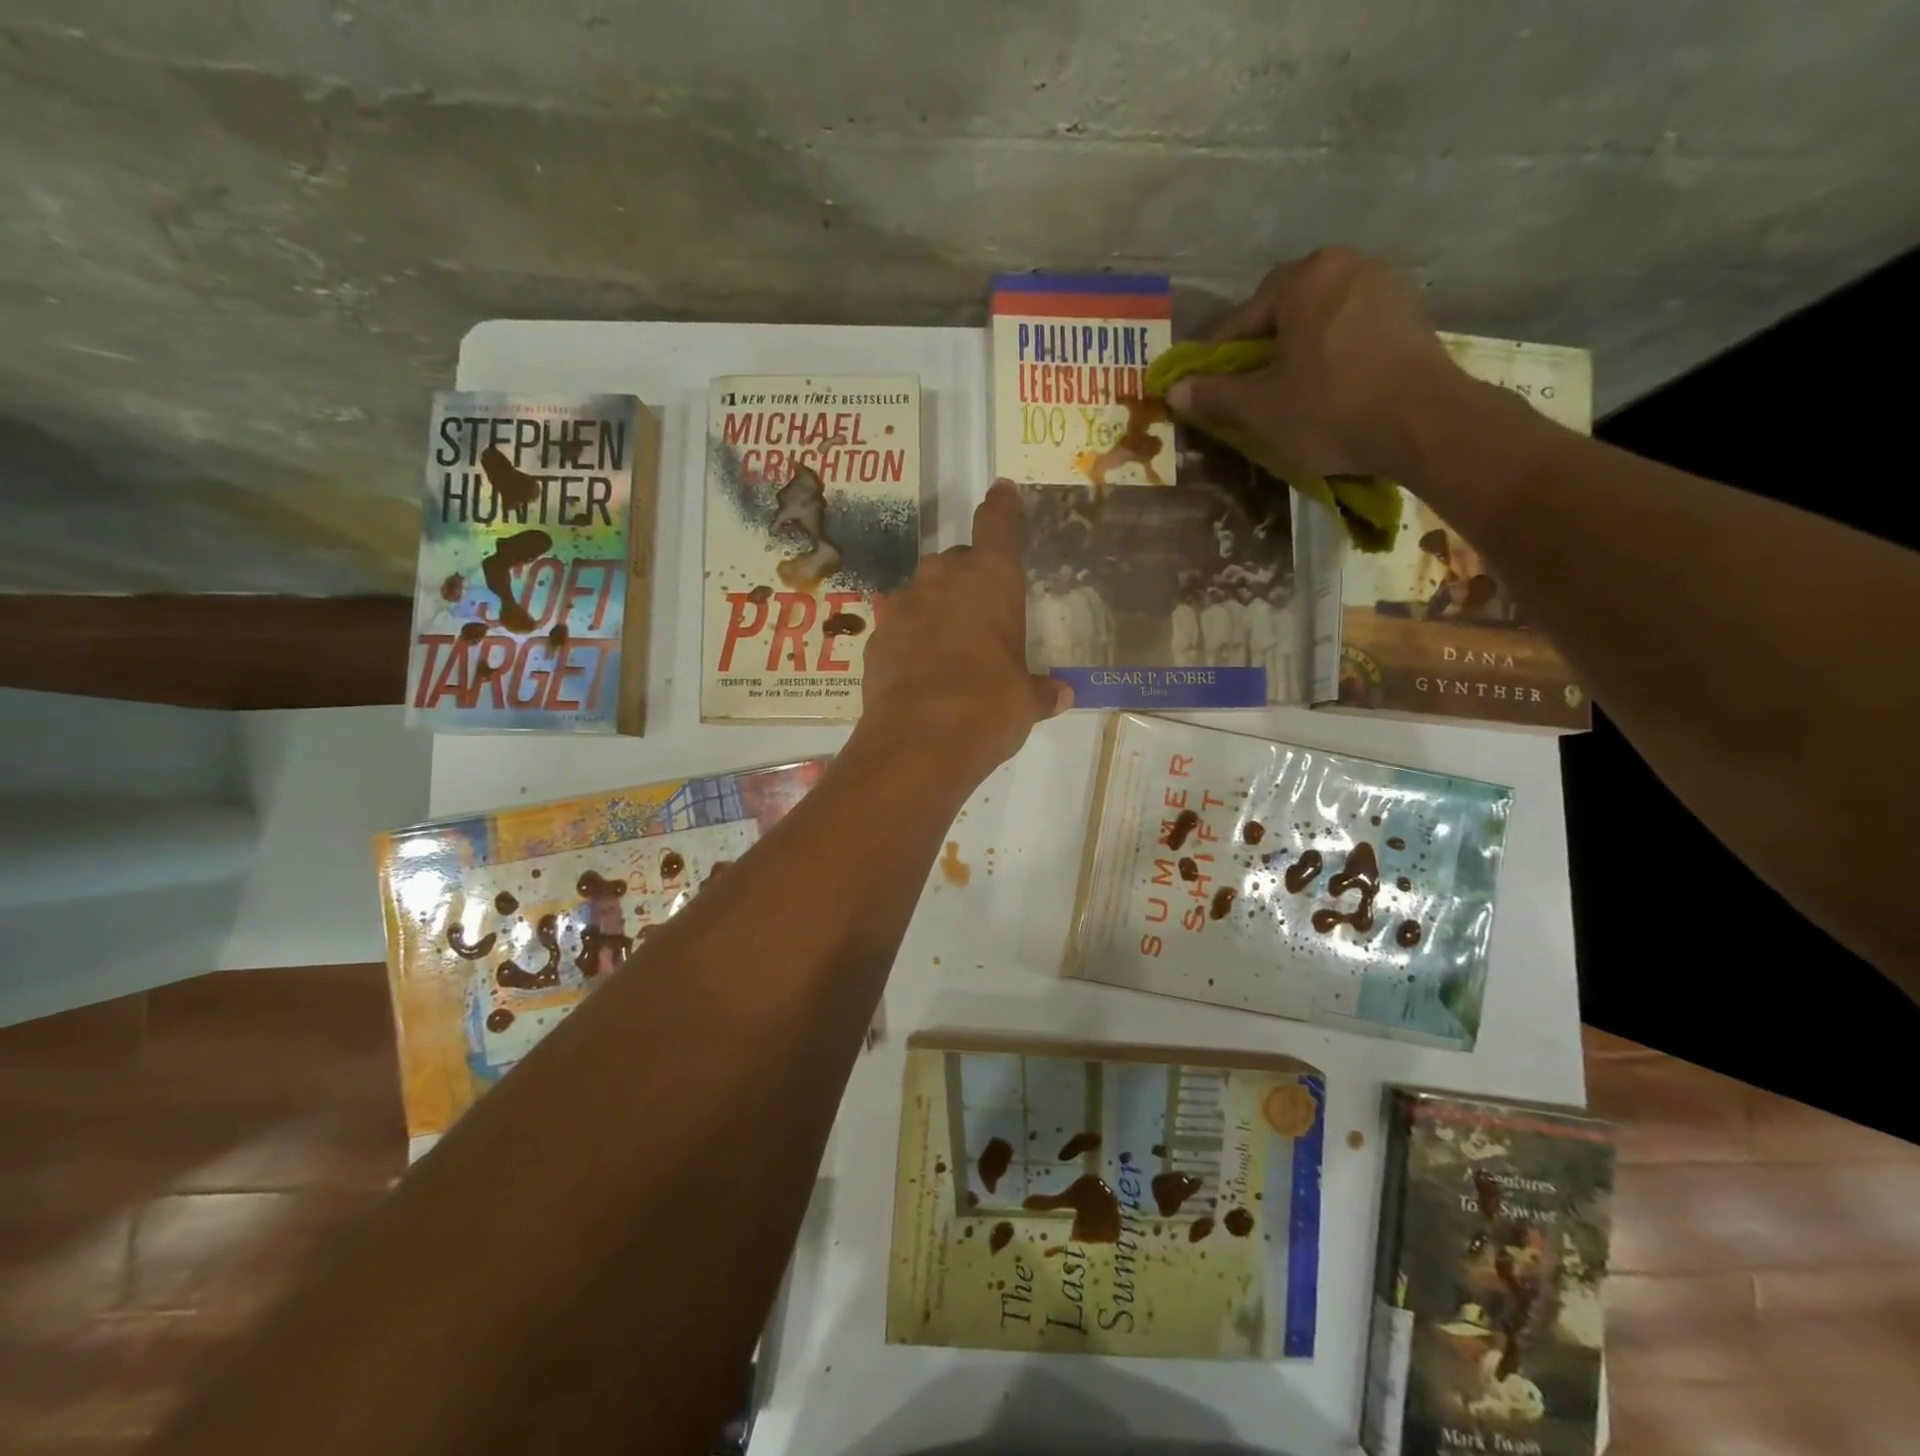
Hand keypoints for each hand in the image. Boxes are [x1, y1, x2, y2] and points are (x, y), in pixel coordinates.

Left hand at [855, 481, 1070, 783]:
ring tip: (949, 647)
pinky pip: (900, 628)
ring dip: (936, 609)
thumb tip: (1061, 694)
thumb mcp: (1025, 701)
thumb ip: (1040, 691)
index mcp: (990, 580)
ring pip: (923, 593)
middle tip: (981, 612)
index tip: (1001, 490)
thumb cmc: (989, 706)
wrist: (919, 740)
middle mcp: (943, 581)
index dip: (1002, 506)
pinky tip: (920, 671)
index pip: (997, 525)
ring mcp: (903, 607)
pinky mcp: (875, 639)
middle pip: (956, 562)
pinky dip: (911, 640)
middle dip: (968, 578)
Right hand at [1167, 247, 1471, 481]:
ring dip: (1296, 351)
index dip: (1215, 359)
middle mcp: (1346, 265)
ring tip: (1286, 392)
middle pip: (1283, 312)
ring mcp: (1386, 285)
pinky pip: (1352, 330)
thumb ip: (1213, 395)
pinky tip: (1327, 387)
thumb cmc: (1329, 407)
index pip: (1241, 319)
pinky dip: (1332, 354)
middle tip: (1246, 391)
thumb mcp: (1259, 407)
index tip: (1202, 388)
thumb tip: (1174, 390)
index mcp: (1305, 277)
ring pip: (1319, 320)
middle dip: (1259, 350)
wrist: (1423, 423)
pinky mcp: (1411, 315)